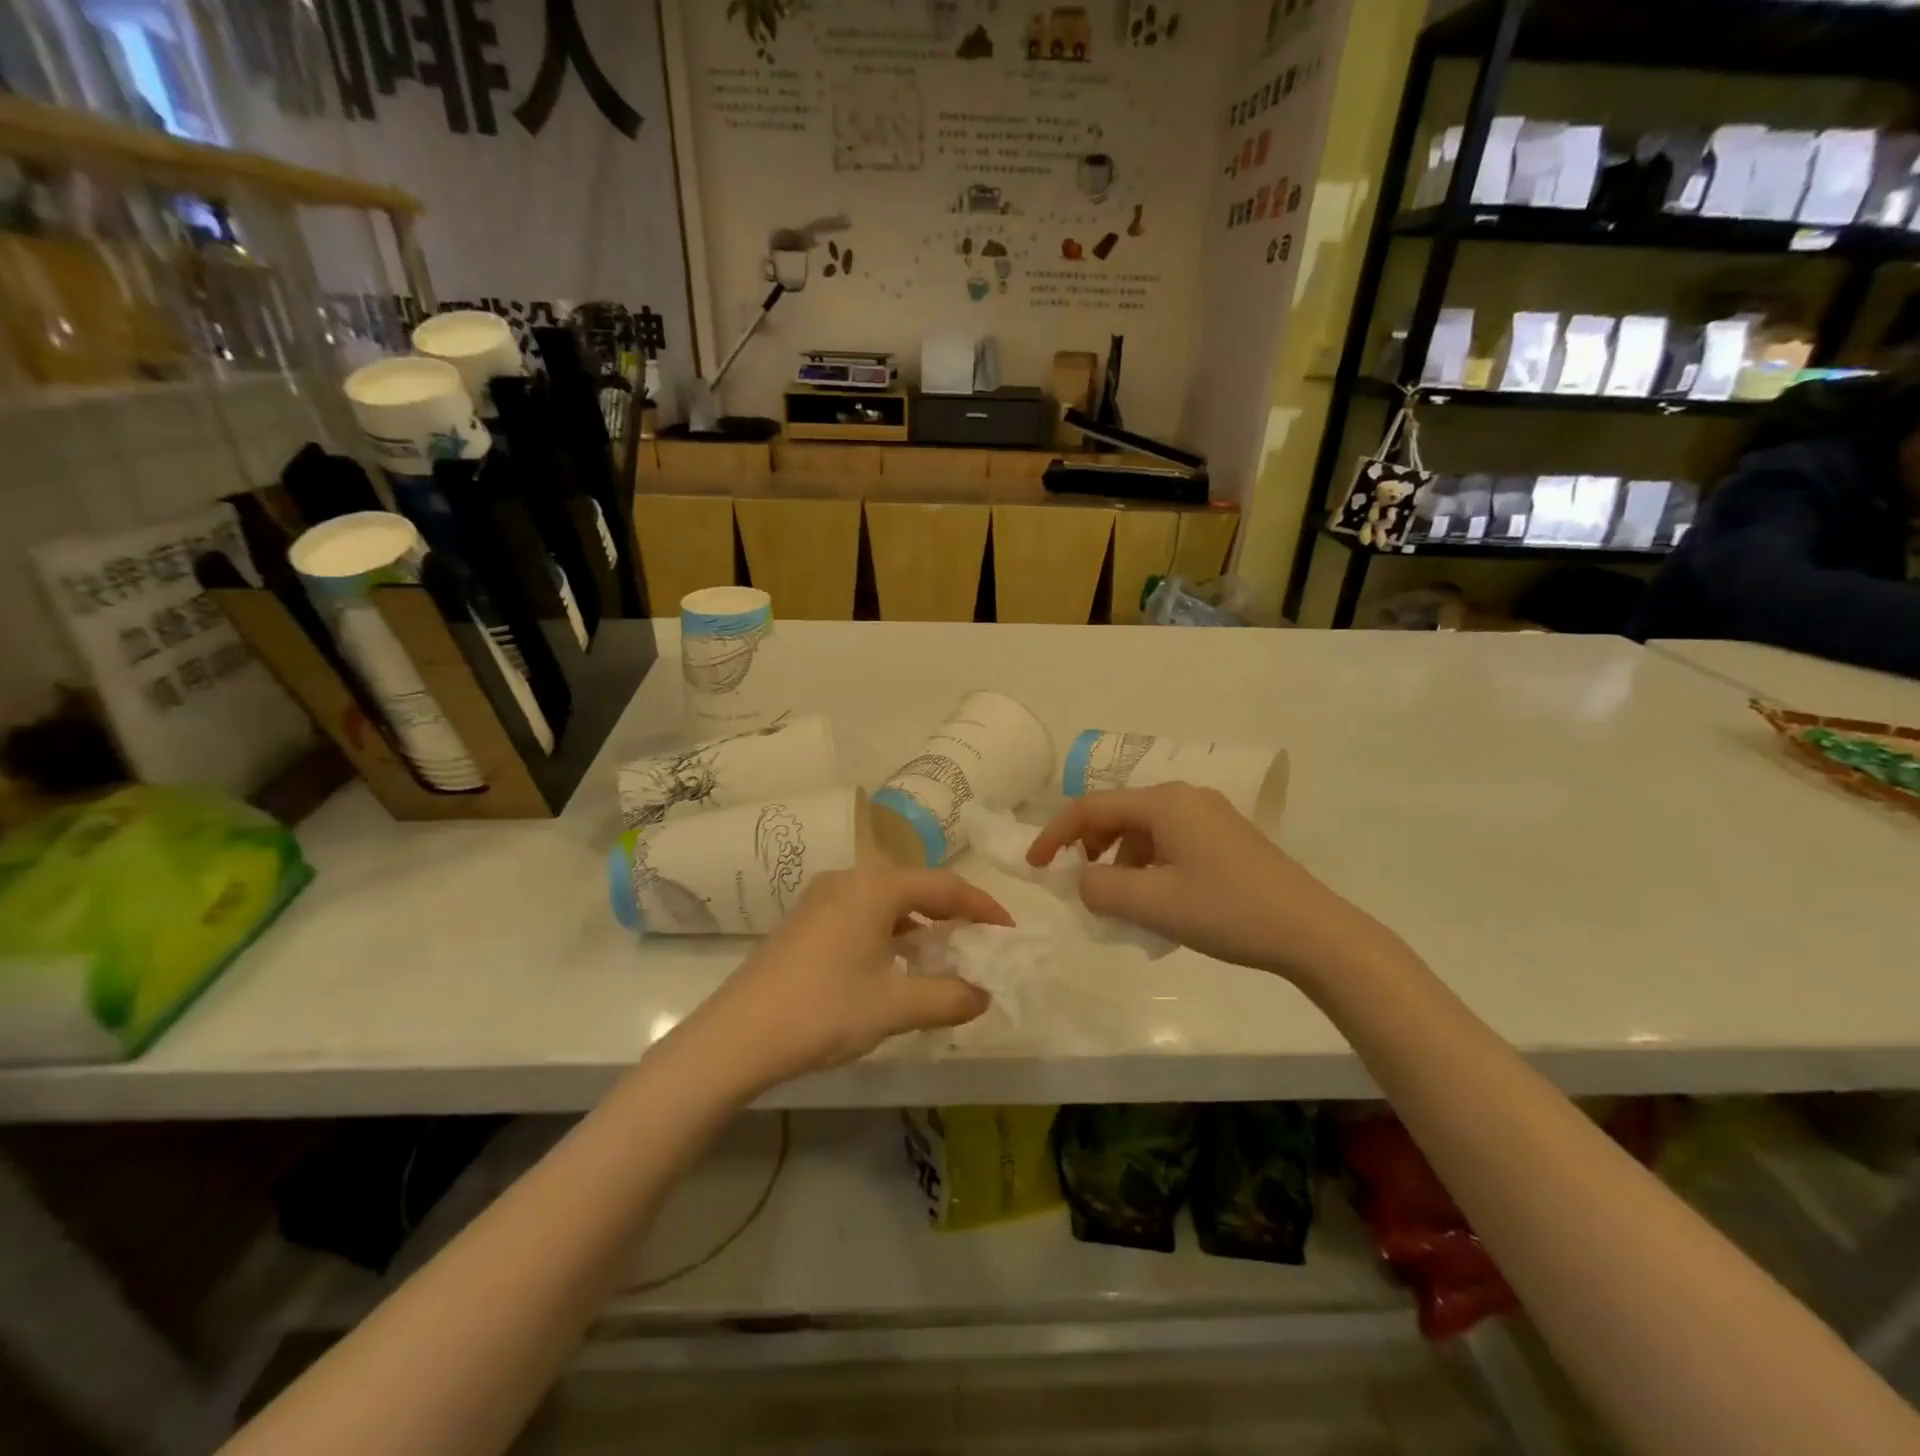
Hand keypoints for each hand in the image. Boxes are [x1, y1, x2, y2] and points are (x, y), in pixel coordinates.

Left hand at [696, 866, 1010, 1088]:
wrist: (736, 1036)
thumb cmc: (824, 1010)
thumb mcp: (894, 1007)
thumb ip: (948, 997)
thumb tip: (983, 995)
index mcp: (875, 888)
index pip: (944, 885)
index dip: (982, 905)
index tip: (1008, 929)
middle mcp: (848, 880)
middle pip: (914, 886)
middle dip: (950, 911)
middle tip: (976, 939)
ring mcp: (820, 899)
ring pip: (885, 900)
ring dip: (918, 922)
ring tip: (939, 952)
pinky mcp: (804, 921)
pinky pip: (861, 913)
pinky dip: (888, 930)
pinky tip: (893, 962)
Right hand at [1026, 784, 1383, 982]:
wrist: (1312, 932)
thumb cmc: (1226, 910)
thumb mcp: (1152, 904)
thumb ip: (1101, 889)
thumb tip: (1082, 882)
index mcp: (1164, 802)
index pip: (1091, 807)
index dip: (1055, 834)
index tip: (1034, 866)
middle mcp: (1185, 797)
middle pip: (1118, 814)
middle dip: (1088, 847)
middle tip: (1077, 883)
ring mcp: (1210, 816)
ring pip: (1144, 830)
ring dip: (1120, 860)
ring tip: (1120, 902)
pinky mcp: (1226, 837)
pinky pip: (1170, 842)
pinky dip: (1149, 866)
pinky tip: (1157, 901)